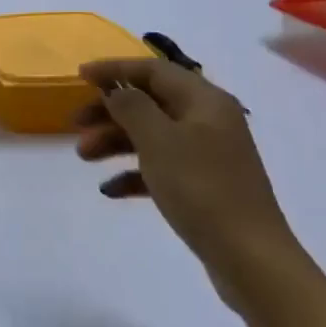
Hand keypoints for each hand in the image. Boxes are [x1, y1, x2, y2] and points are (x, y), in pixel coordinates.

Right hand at [75, 59, 308, 311]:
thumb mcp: (159, 141)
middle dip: (109, 111)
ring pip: (152, 135)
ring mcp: (207, 155)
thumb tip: (117, 90)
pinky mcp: (204, 187)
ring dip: (115, 142)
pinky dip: (133, 173)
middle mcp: (208, 120)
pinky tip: (110, 190)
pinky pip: (160, 167)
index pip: (154, 70)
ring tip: (84, 158)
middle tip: (75, 125)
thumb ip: (132, 107)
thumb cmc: (201, 188)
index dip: (115, 69)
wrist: (250, 257)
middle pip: (150, 102)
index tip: (80, 76)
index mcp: (204, 101)